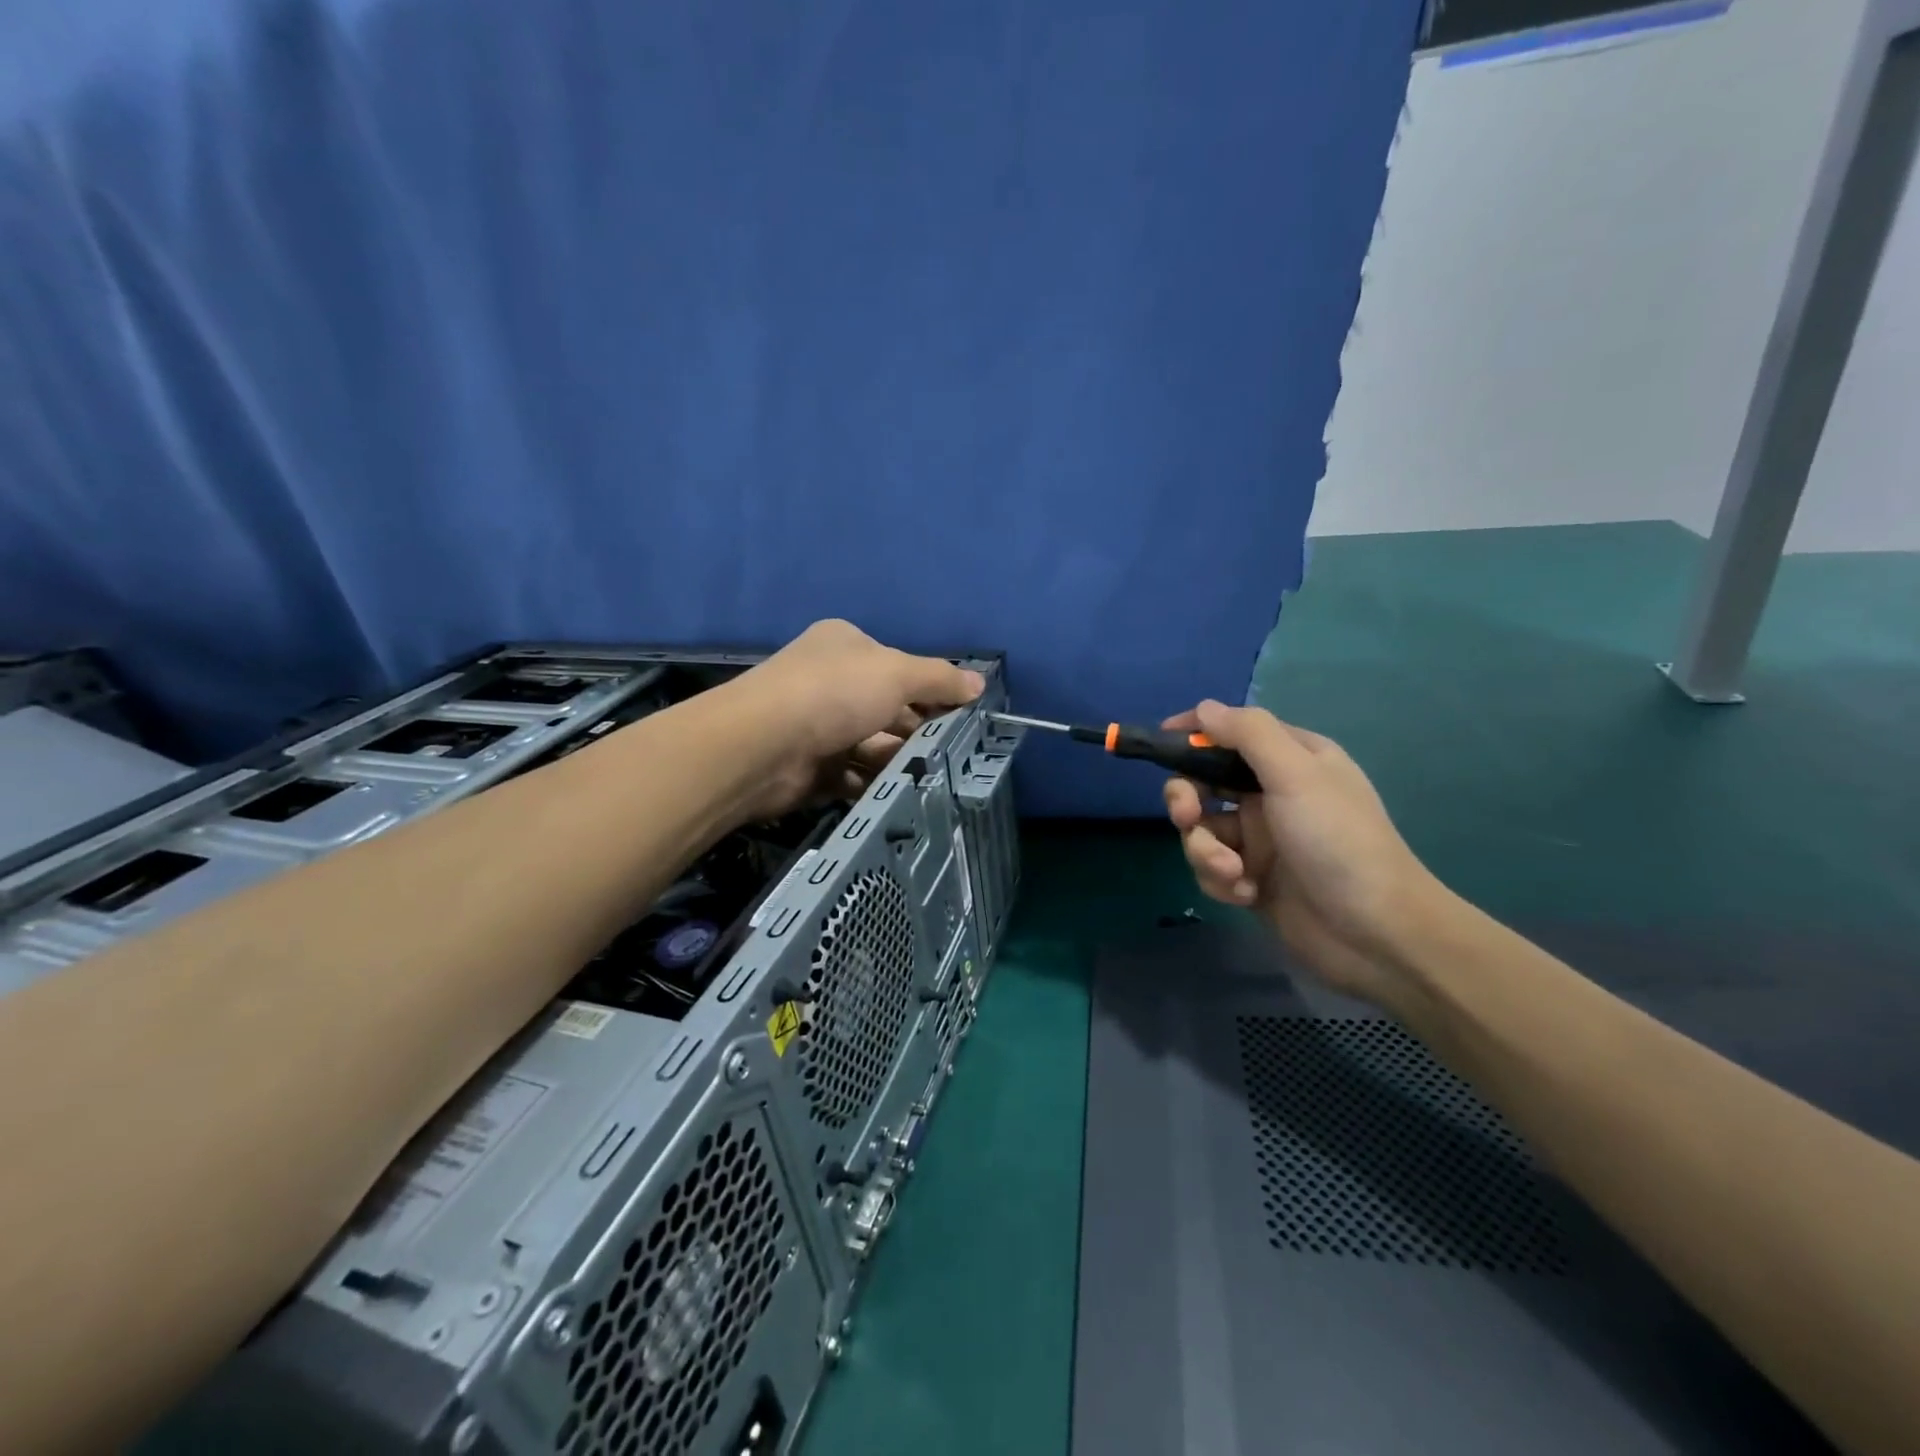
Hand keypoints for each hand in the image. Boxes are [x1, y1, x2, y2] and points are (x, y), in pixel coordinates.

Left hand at [727, 620, 984, 818]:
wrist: (762, 746)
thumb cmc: (834, 694)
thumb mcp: (897, 674)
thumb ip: (939, 679)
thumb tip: (978, 683)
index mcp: (846, 646)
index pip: (899, 667)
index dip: (932, 690)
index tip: (962, 715)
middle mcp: (829, 682)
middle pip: (887, 708)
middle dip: (918, 731)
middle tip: (952, 753)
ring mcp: (817, 727)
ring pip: (872, 746)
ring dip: (899, 761)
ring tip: (932, 777)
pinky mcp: (810, 769)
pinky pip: (853, 776)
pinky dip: (875, 785)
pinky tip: (900, 796)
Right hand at [1162, 700, 1442, 1004]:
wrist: (1375, 934)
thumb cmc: (1338, 843)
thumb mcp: (1296, 776)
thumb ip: (1249, 734)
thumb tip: (1204, 708)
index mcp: (1291, 761)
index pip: (1232, 733)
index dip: (1195, 733)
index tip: (1161, 741)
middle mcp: (1272, 795)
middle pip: (1203, 783)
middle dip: (1187, 800)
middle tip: (1187, 817)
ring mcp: (1260, 840)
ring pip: (1201, 831)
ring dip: (1206, 852)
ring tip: (1233, 873)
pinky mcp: (1251, 879)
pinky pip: (1211, 868)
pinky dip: (1221, 880)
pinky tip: (1247, 894)